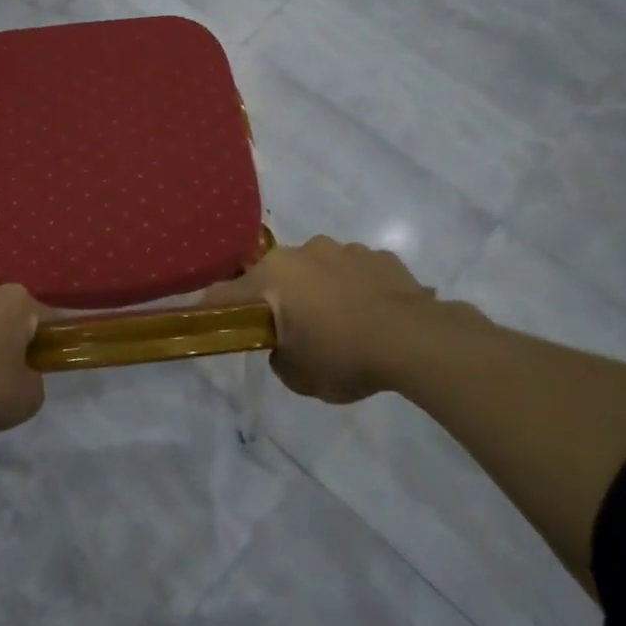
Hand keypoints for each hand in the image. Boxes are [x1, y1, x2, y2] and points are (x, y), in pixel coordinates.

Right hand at [204, 236, 436, 404]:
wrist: (416, 341)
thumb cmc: (343, 356)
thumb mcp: (298, 376)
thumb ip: (279, 357)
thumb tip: (284, 346)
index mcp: (273, 275)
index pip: (227, 294)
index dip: (214, 310)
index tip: (208, 321)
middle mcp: (303, 251)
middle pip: (276, 277)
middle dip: (279, 299)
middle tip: (293, 332)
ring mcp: (345, 249)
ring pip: (318, 270)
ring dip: (320, 291)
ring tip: (341, 324)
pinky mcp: (381, 256)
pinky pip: (355, 272)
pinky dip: (355, 289)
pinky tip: (371, 317)